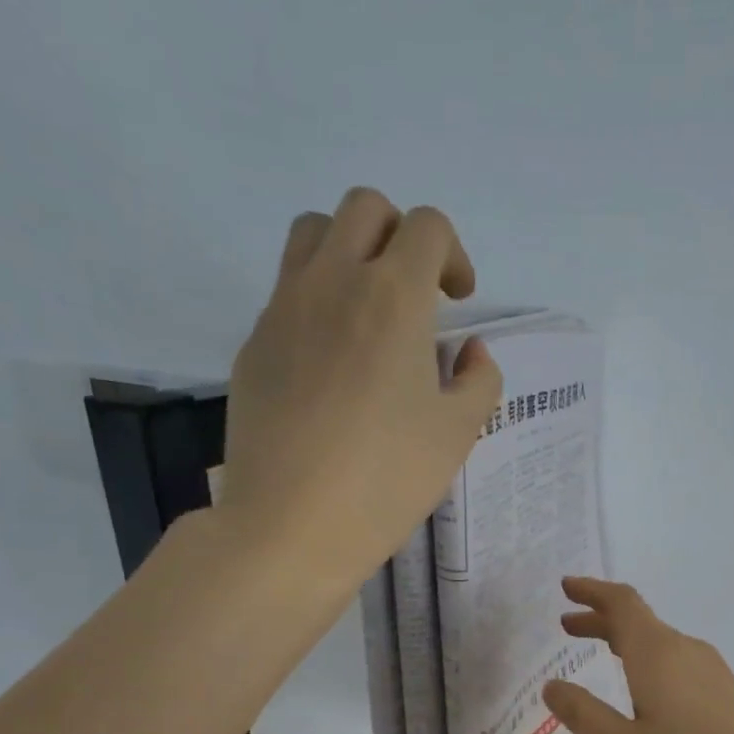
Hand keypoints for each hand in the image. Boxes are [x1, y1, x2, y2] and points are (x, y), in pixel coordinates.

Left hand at [218, 187, 502, 585]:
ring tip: (369, 311)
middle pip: (365, 208)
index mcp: (393, 297)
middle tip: (417, 295)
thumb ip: (480, 380)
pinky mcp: (254, 343)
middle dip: (400, 237)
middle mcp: (333, 282)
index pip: (426, 227)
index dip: (452, 254)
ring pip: (313, 233)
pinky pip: (287, 290)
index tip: (458, 300)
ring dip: (350, 251)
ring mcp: (283, 308)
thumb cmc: (387, 480)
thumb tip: (470, 352)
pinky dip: (318, 300)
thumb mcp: (459, 434)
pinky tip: (332, 363)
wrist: (292, 524)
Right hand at [542, 577, 733, 733]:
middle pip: (639, 621)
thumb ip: (584, 714)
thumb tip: (552, 685)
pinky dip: (646, 662)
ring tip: (598, 655)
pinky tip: (642, 693)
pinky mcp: (726, 693)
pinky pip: (676, 662)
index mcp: (657, 653)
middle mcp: (685, 650)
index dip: (592, 591)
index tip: (566, 587)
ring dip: (624, 642)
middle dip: (601, 619)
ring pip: (659, 643)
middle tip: (567, 626)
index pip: (622, 603)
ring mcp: (711, 671)